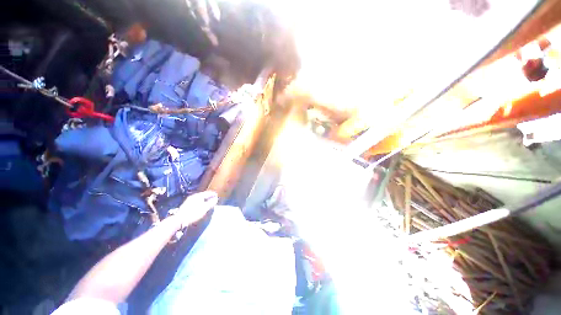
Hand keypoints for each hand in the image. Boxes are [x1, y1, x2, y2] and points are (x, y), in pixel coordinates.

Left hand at [171, 191, 217, 227]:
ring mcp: (189, 200)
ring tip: (208, 203)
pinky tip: (201, 206)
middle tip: (213, 199)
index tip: (217, 196)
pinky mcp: (186, 205)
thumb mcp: (204, 208)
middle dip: (209, 197)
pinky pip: (196, 201)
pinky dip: (200, 203)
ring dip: (205, 200)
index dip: (213, 194)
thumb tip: (216, 198)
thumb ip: (211, 203)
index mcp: (198, 195)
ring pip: (200, 198)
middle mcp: (194, 196)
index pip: (208, 193)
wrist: (179, 220)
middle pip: (204, 195)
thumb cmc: (193, 213)